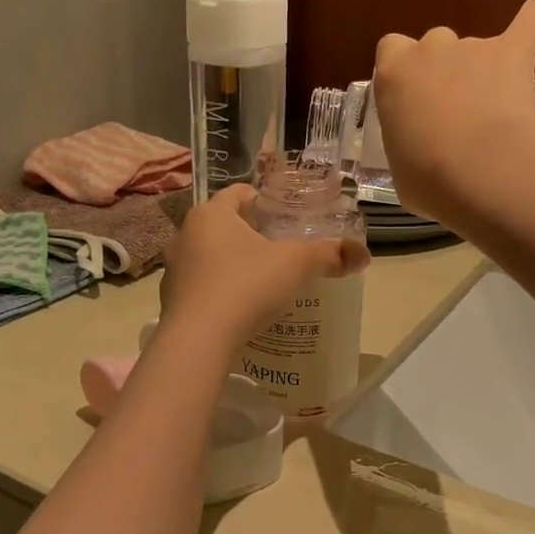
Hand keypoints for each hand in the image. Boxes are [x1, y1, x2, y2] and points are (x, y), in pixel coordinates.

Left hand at [159, 186, 367, 347]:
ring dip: (233, 264)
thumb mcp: (296, 265)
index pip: (238, 193)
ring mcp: (174, 269)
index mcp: (211, 213)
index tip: (286, 218)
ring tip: (263, 281)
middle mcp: (186, 234)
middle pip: (224, 225)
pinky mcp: (172, 301)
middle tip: (281, 250)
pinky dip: (220, 292)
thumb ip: (330, 254)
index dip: (264, 201)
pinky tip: (241, 309)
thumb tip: (363, 254)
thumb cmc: (246, 285)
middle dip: (251, 235)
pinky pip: (202, 287)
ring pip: (210, 257)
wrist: (198, 340)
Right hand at [372, 0, 534, 226]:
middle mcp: (430, 51)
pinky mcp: (513, 50)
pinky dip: (534, 22)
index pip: (391, 50)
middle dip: (443, 71)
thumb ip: (409, 144)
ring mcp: (472, 47)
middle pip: (434, 45)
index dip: (403, 71)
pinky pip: (530, 20)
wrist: (479, 171)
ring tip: (494, 109)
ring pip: (475, 46)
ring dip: (481, 69)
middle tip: (453, 111)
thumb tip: (424, 152)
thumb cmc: (428, 179)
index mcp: (393, 75)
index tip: (412, 99)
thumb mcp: (401, 169)